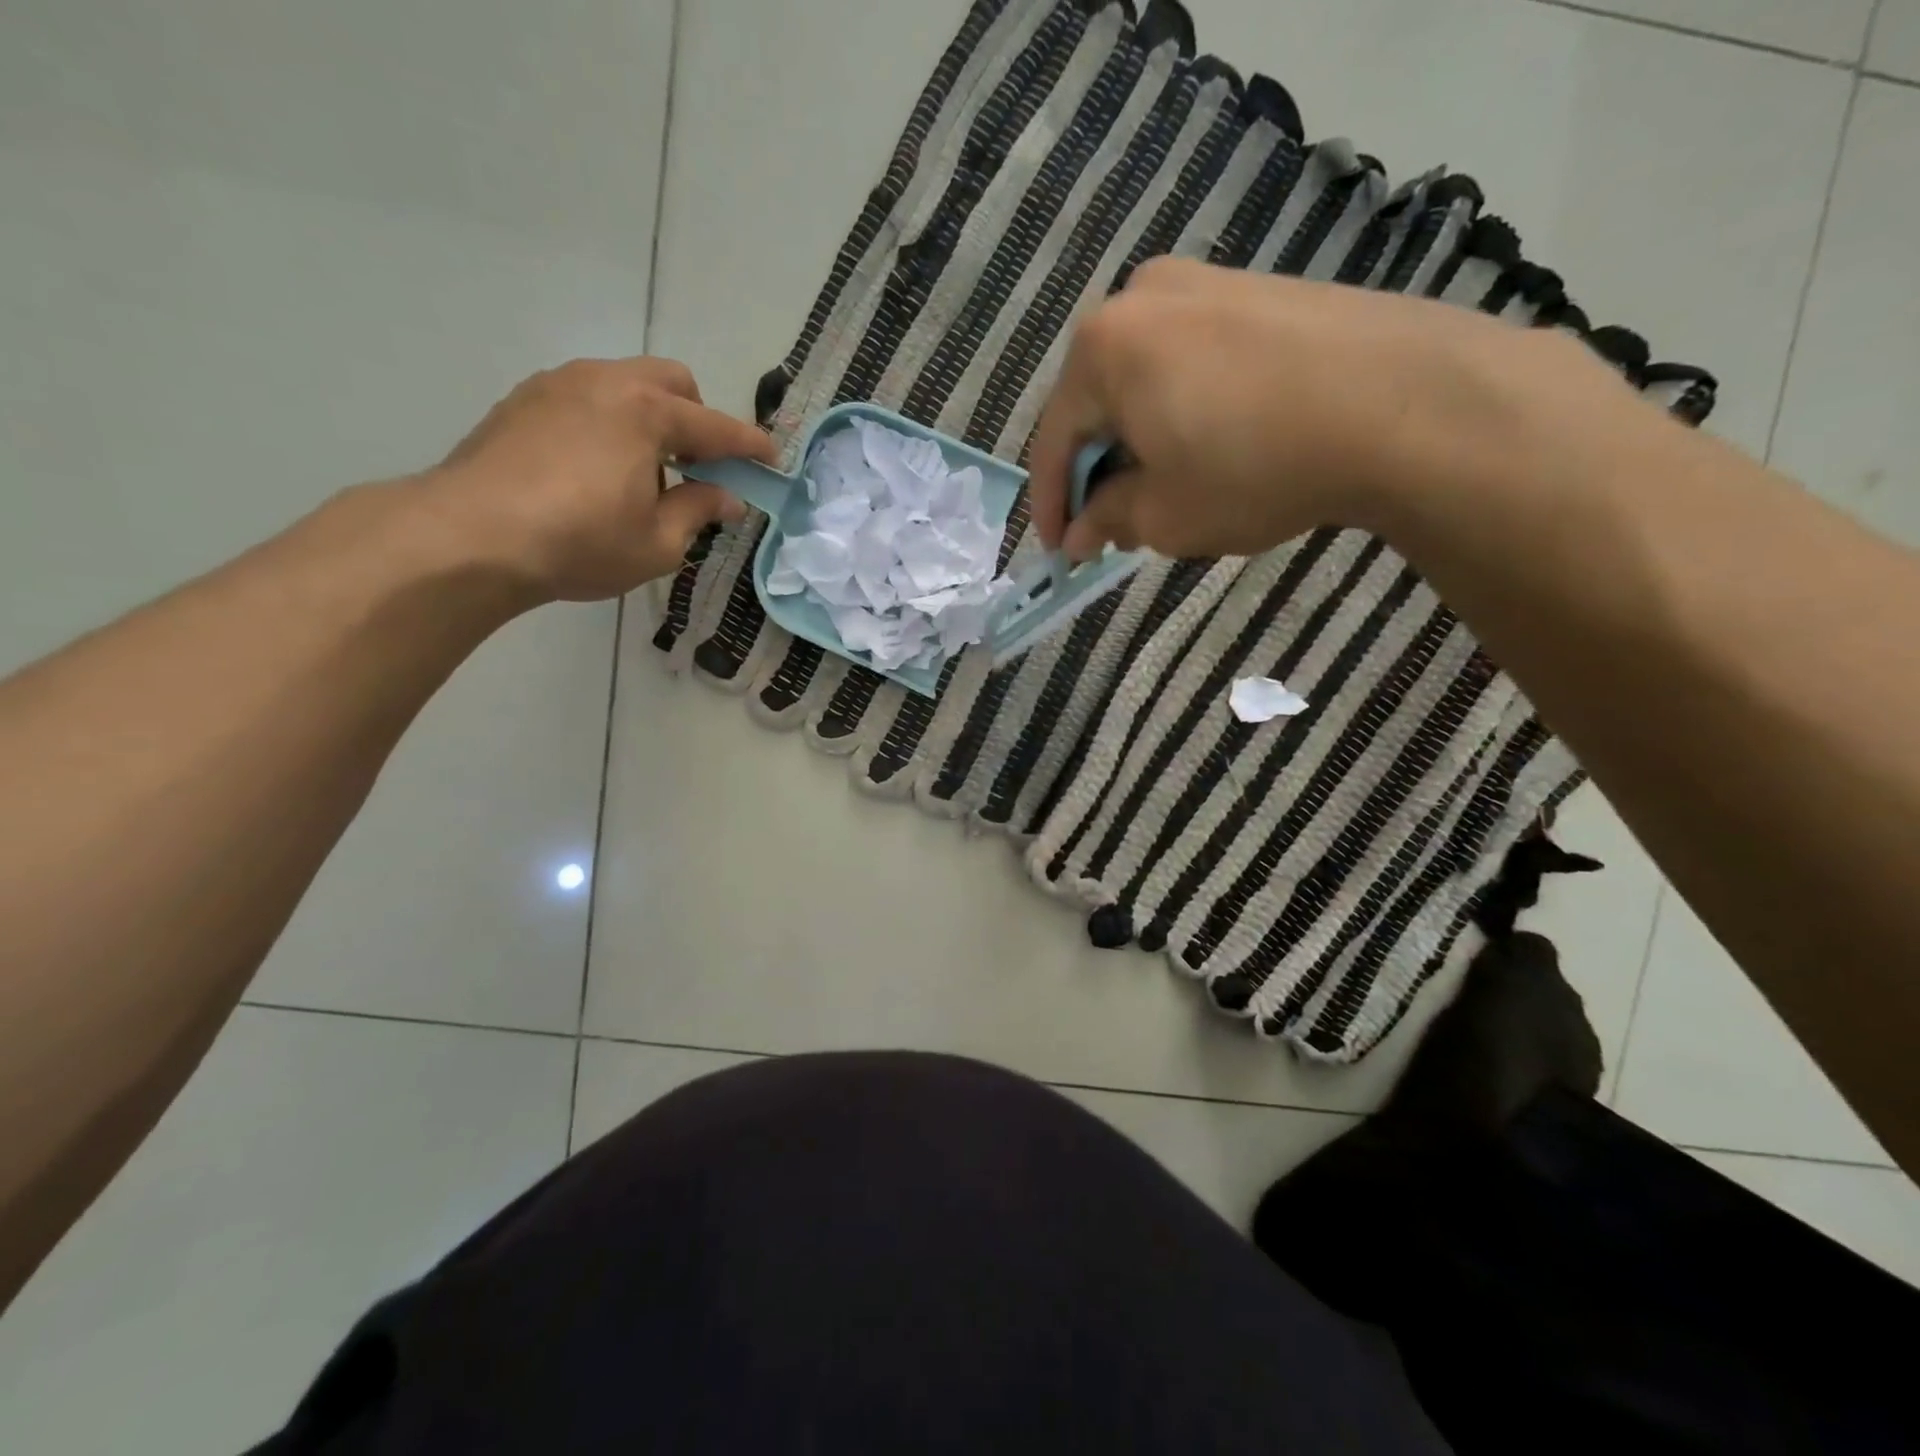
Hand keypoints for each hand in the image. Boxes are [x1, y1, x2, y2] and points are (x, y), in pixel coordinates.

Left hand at [421, 356, 775, 600]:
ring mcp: (558, 385)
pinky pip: (585, 399)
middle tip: (697, 468)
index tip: (772, 460)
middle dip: (696, 419)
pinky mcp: (522, 401)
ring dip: (650, 419)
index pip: (717, 427)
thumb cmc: (580, 542)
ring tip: (643, 474)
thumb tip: (727, 498)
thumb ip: (699, 511)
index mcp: (647, 413)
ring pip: (624, 384)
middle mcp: (605, 382)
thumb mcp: (658, 543)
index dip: (750, 447)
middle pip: (671, 382)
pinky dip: (609, 423)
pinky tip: (596, 470)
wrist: (470, 536)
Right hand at [1027, 258, 1644, 561]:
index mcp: (1102, 349)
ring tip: (1165, 492)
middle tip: (1112, 527)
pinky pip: (1192, 362)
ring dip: (1141, 442)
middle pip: (1098, 404)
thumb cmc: (1255, 466)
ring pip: (1145, 381)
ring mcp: (1205, 284)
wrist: (1405, 402)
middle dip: (1100, 472)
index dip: (1051, 506)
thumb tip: (1081, 531)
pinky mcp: (1259, 290)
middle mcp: (1142, 298)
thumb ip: (1108, 520)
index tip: (1058, 551)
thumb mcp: (1165, 515)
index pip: (1055, 440)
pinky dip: (1183, 411)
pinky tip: (1210, 449)